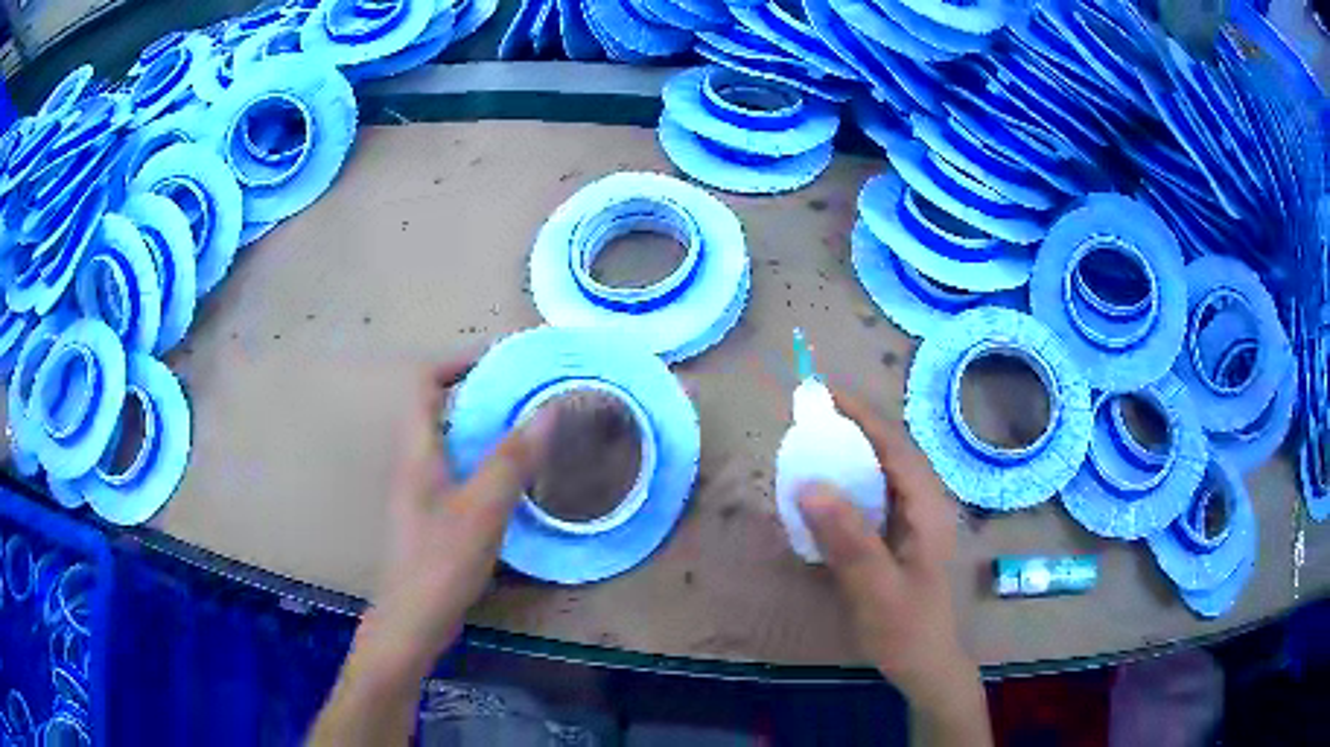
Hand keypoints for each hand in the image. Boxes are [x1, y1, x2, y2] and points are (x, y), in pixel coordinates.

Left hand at [309, 355, 551, 745]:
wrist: (413, 619)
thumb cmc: (441, 560)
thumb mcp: (483, 507)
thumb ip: (513, 459)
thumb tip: (548, 410)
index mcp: (418, 451)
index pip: (424, 385)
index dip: (455, 363)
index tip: (498, 361)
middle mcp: (414, 464)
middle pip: (439, 411)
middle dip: (479, 395)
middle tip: (525, 396)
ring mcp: (421, 492)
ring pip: (451, 444)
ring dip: (484, 430)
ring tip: (527, 431)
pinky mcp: (431, 517)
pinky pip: (457, 473)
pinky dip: (483, 463)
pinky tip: (513, 483)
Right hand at [797, 390, 990, 745]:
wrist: (927, 665)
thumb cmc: (906, 629)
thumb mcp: (876, 588)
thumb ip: (848, 539)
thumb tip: (810, 484)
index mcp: (928, 508)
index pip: (896, 445)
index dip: (862, 415)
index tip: (824, 394)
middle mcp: (927, 504)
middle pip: (892, 451)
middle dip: (855, 427)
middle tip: (810, 418)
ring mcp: (917, 521)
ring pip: (886, 472)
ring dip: (853, 453)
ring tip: (814, 445)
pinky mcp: (905, 537)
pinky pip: (878, 496)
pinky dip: (853, 483)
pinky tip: (829, 495)